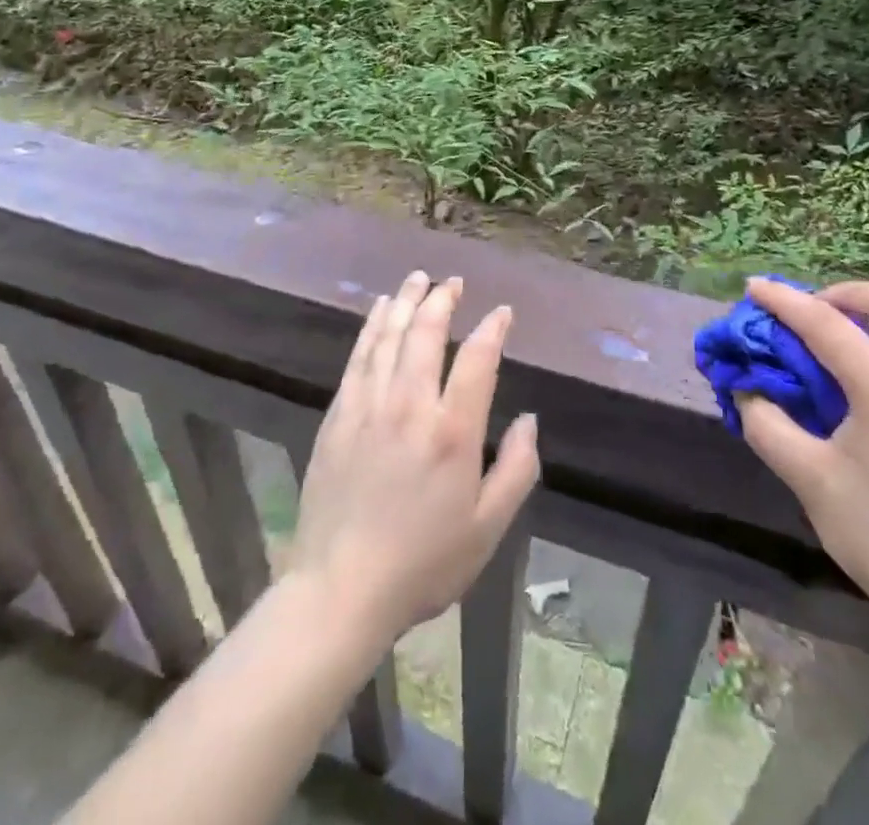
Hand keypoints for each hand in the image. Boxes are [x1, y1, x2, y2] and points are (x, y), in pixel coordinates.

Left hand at [289, 271, 540, 648]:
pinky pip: (359, 355)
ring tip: (418, 278)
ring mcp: (369, 405)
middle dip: (443, 299)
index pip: (478, 359)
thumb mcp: (488, 528)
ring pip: (390, 335)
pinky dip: (373, 326)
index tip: (502, 312)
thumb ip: (517, 469)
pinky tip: (379, 310)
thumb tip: (529, 418)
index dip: (493, 328)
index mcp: (453, 431)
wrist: (340, 588)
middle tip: (453, 282)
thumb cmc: (423, 562)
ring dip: (406, 301)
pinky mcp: (339, 414)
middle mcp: (410, 405)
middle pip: (427, 332)